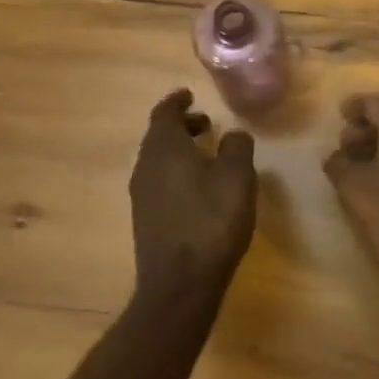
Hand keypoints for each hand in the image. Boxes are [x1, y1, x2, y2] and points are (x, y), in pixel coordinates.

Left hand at [129, 89, 257, 305]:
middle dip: (180, 126)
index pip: (164, 112)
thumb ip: (237, 147)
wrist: (180, 283)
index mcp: (164, 147)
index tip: (189, 95)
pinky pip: (159, 181)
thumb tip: (233, 134)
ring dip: (178, 150)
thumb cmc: (211, 221)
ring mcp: (142, 194)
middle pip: (159, 136)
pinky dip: (175, 172)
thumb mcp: (237, 177)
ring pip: (157, 160)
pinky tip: (197, 188)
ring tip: (205, 154)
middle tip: (204, 123)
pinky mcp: (145, 218)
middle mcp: (146, 166)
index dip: (177, 101)